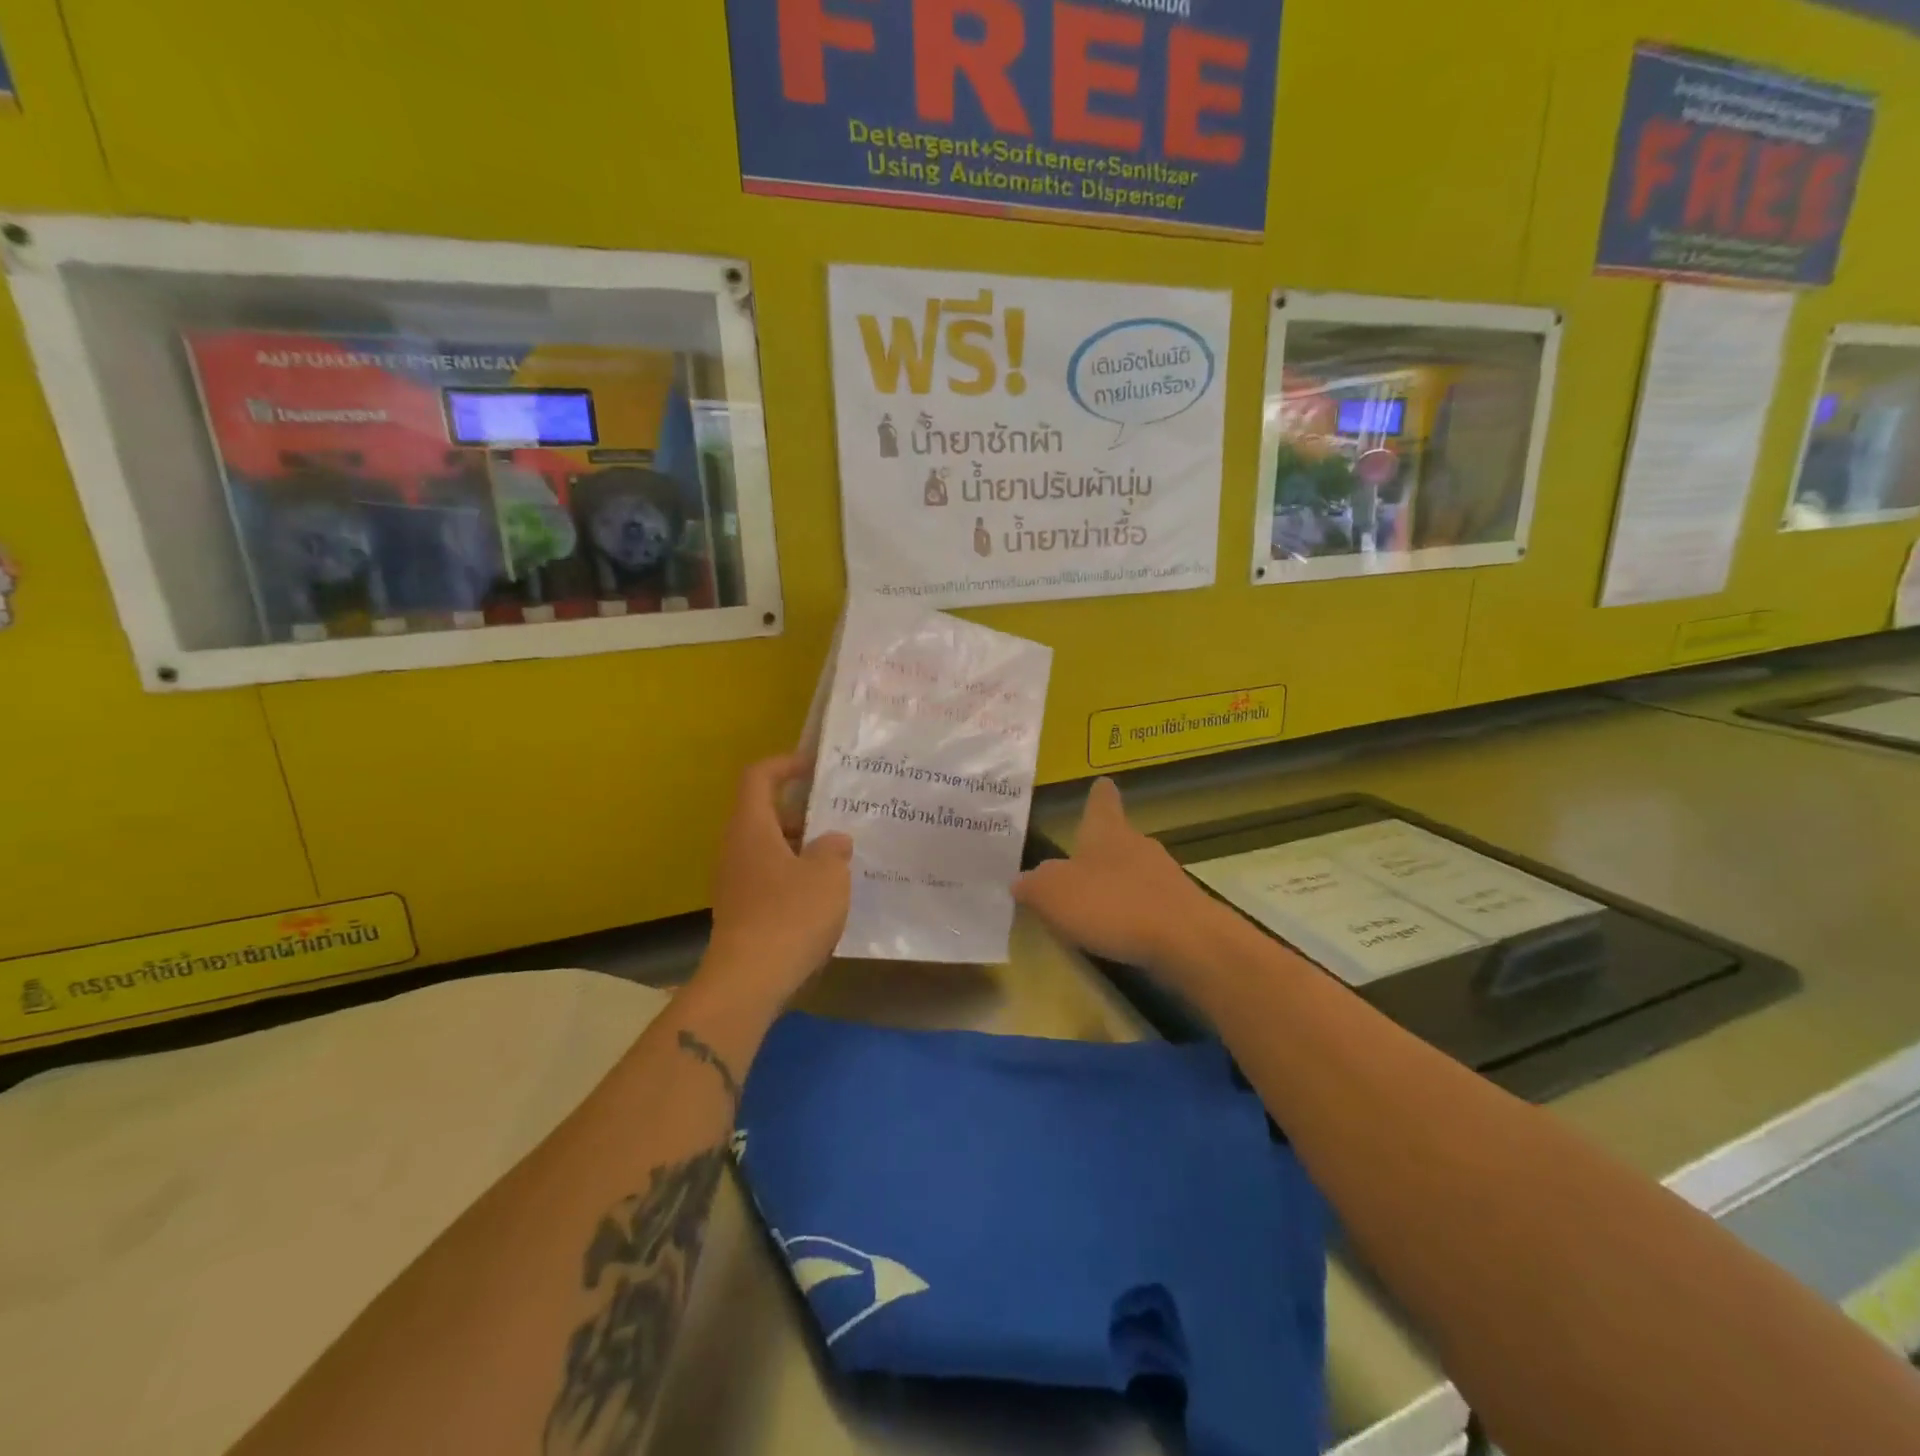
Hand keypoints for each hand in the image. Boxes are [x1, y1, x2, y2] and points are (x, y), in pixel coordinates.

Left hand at [701, 754, 852, 1005]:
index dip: (785, 764)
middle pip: (765, 814)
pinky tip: (824, 896)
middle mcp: (736, 849)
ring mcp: (735, 883)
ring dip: (802, 848)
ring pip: (769, 849)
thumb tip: (833, 842)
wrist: (749, 981)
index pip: (758, 777)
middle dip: (802, 812)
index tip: (814, 767)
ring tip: (839, 858)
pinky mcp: (742, 912)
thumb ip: (834, 849)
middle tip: (839, 818)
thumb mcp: (827, 875)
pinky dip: (795, 877)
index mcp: (751, 828)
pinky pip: (770, 879)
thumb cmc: (790, 915)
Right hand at [1013, 777, 1220, 976]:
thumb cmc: (1112, 904)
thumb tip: (1022, 881)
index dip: (1098, 794)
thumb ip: (1033, 885)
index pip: (1102, 801)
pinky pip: (1149, 903)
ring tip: (1093, 904)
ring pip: (1135, 871)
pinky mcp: (1181, 909)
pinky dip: (1134, 913)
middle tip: (1076, 862)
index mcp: (1106, 832)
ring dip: (1117, 883)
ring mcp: (1164, 876)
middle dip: (1100, 848)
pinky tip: (1121, 932)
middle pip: (1118, 838)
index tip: (1101, 783)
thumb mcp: (1053, 894)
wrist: (1185, 941)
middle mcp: (1138, 845)